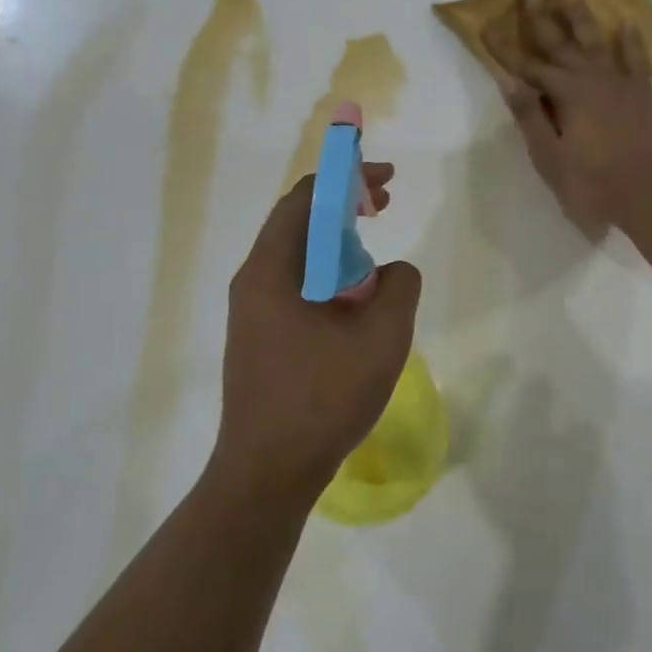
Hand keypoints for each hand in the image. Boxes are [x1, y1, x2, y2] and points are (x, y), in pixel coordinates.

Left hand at [208, 163, 422, 506]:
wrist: (267, 472)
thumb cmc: (323, 398)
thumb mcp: (382, 336)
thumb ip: (400, 285)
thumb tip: (394, 271)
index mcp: (272, 269)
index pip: (306, 198)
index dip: (347, 178)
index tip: (386, 181)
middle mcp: (253, 281)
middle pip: (298, 223)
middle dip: (343, 208)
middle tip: (383, 207)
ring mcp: (251, 312)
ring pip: (297, 258)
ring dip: (337, 246)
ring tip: (375, 262)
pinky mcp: (258, 339)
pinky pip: (295, 289)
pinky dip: (328, 278)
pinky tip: (354, 305)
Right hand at [485, 0, 651, 237]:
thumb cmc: (594, 184)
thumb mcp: (550, 158)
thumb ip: (531, 117)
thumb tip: (508, 81)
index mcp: (566, 95)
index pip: (529, 68)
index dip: (507, 50)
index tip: (489, 27)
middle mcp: (592, 80)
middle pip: (561, 44)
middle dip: (543, 19)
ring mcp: (621, 84)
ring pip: (597, 42)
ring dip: (582, 17)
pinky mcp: (643, 94)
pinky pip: (636, 59)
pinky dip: (631, 41)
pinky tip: (625, 25)